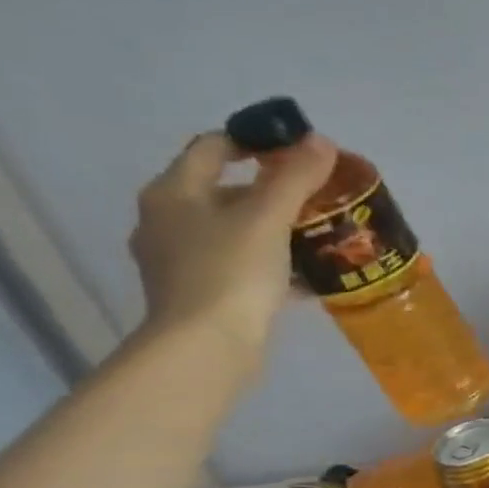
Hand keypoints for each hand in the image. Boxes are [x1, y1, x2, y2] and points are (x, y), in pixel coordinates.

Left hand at [129, 130, 336, 361]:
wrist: (206, 346)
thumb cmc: (230, 271)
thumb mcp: (269, 218)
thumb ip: (295, 177)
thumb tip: (321, 142)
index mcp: (173, 193)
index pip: (213, 148)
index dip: (256, 142)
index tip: (300, 152)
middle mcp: (167, 220)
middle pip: (225, 190)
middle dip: (273, 191)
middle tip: (319, 199)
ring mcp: (179, 259)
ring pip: (234, 230)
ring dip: (275, 229)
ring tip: (318, 236)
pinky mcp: (200, 292)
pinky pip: (240, 264)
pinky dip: (270, 262)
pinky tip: (304, 275)